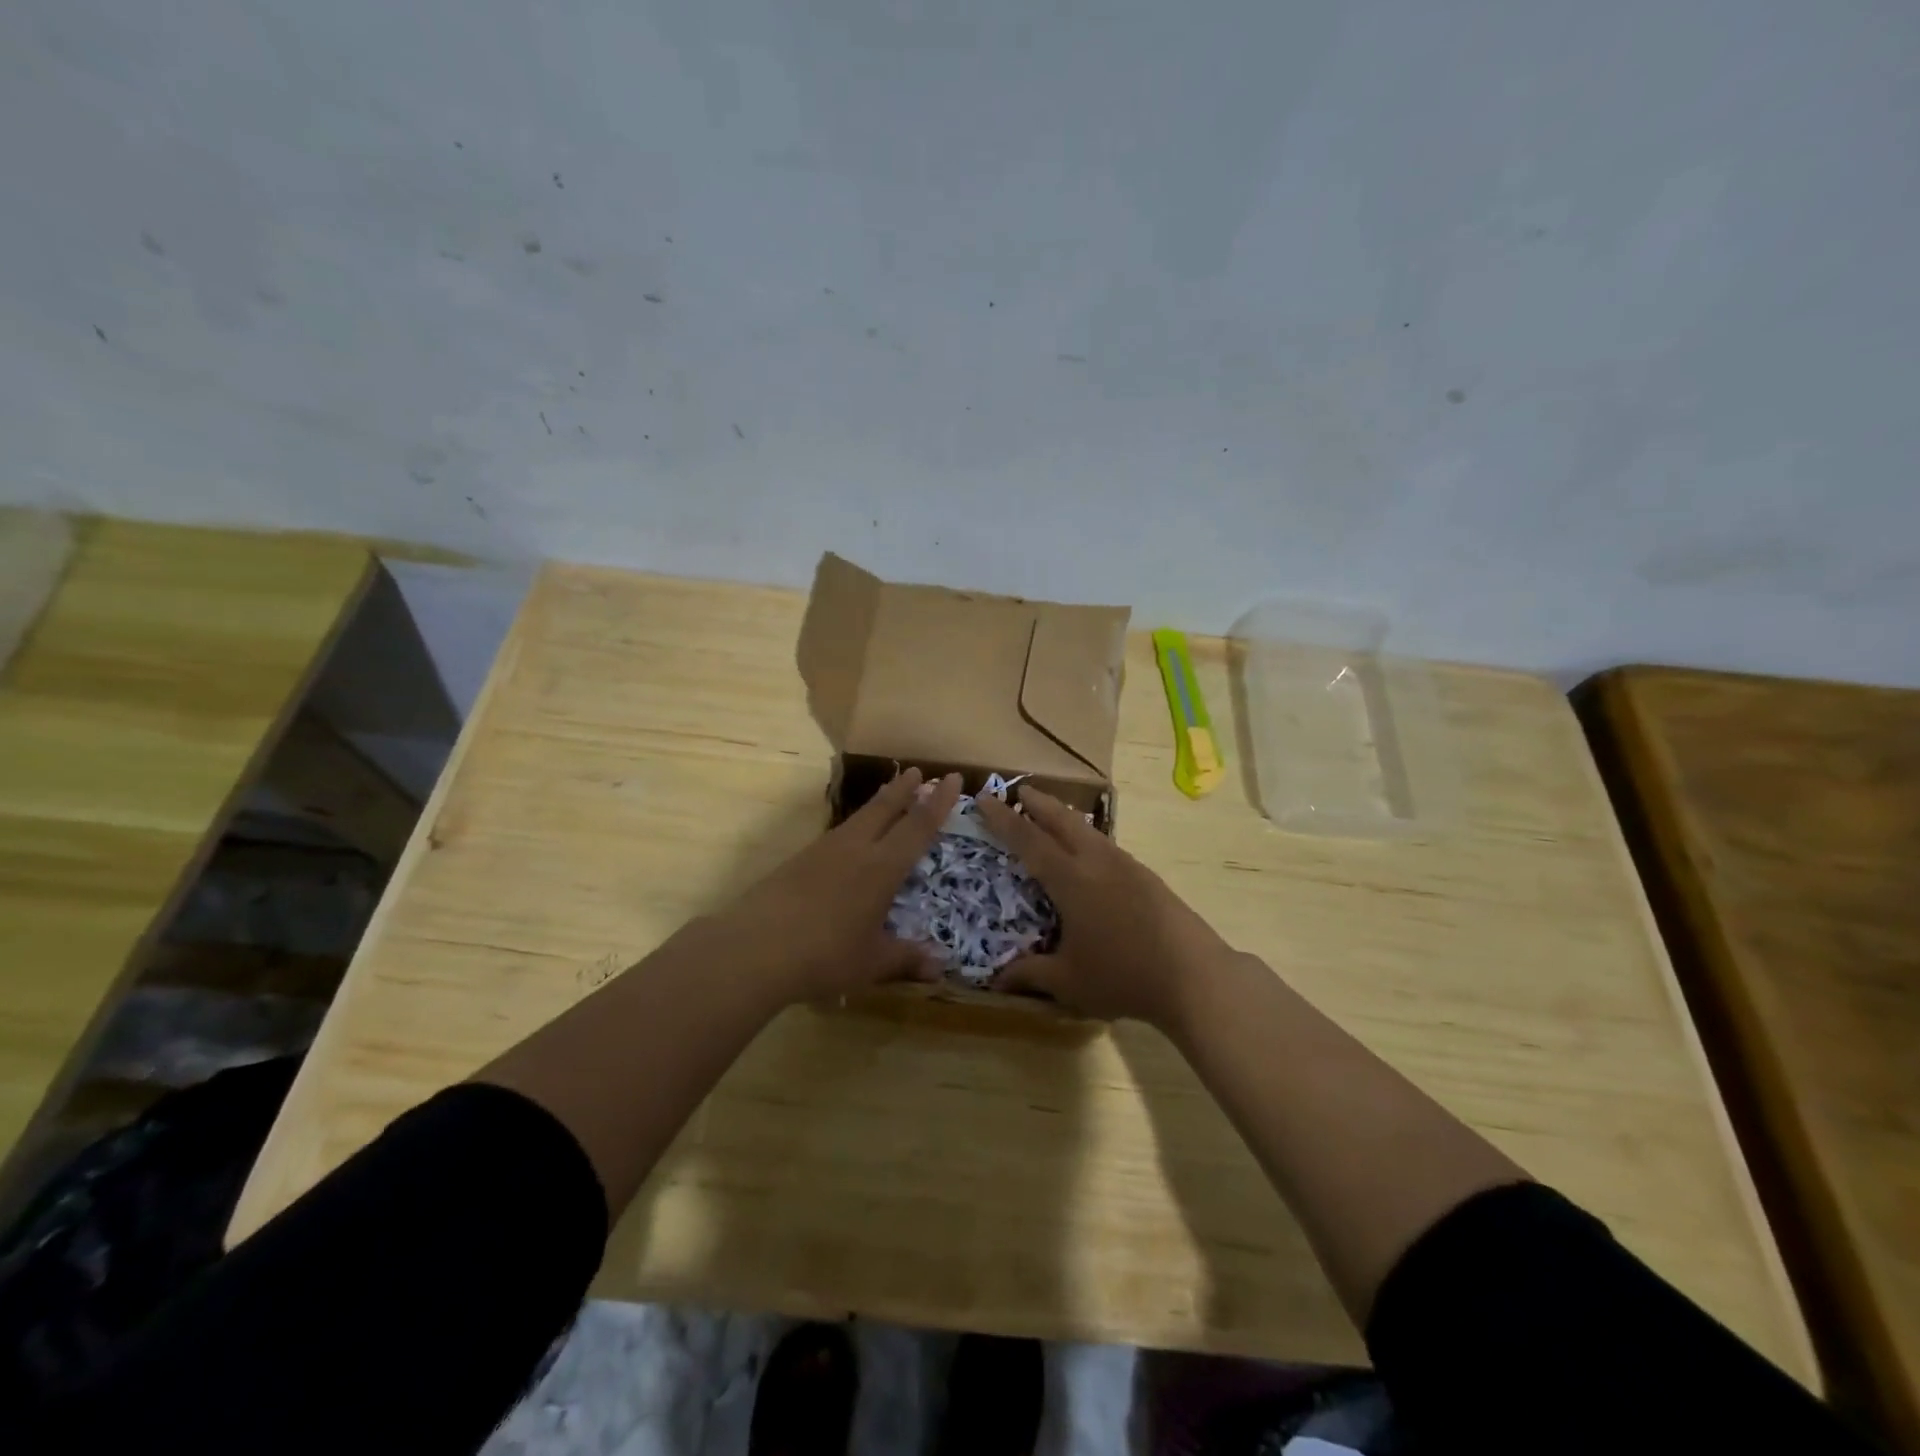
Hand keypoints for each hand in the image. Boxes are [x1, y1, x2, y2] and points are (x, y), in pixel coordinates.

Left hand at [706, 767, 962, 1004]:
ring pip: (858, 817)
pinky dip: (854, 826)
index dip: (937, 803)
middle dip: (905, 789)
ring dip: (878, 803)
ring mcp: (823, 851)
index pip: (918, 827)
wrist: (755, 949)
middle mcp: (855, 849)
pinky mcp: (798, 860)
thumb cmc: (825, 955)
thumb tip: (939, 969)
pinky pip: (837, 834)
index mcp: (882, 868)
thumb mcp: (871, 963)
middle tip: (919, 770)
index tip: (952, 778)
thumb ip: (906, 960)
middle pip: (884, 809)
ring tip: (888, 795)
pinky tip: (849, 838)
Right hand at [974, 788, 1240, 1027]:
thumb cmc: (1122, 976)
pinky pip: (1106, 845)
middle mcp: (1097, 861)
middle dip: (1039, 803)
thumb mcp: (1068, 981)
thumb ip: (1030, 974)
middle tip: (1021, 791)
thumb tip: (996, 980)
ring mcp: (1126, 865)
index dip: (1004, 819)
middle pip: (1062, 820)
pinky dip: (1087, 837)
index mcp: (1071, 879)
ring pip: (1088, 830)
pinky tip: (1089, 853)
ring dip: (1065, 817)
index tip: (986, 798)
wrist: (1194, 976)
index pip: (1028, 840)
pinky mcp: (1147, 876)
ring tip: (1052, 816)